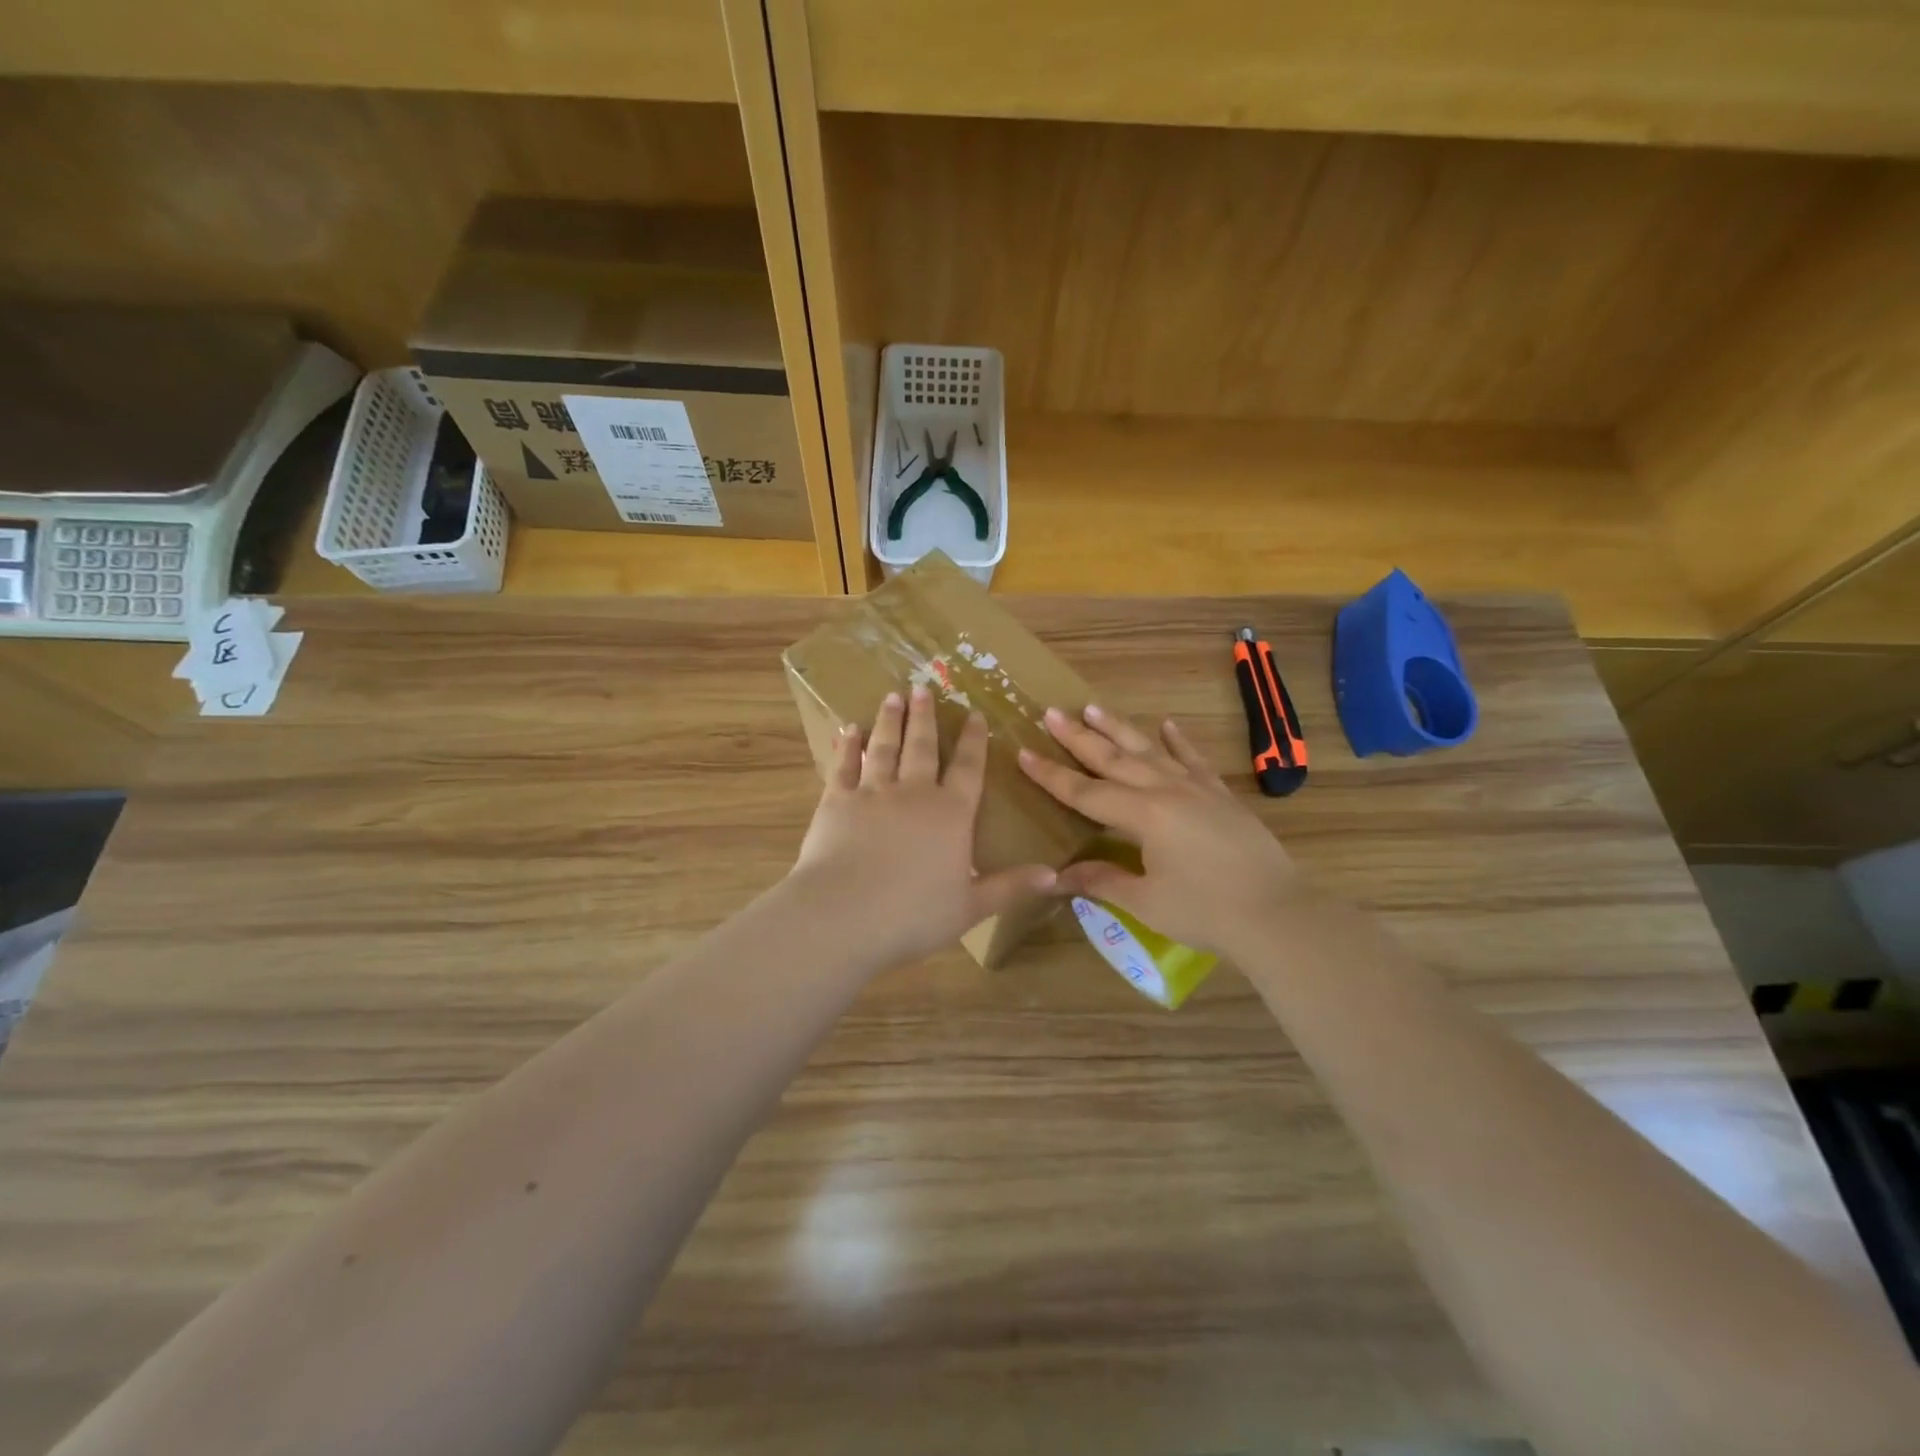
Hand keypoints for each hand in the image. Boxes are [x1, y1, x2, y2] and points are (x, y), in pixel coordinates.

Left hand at [791, 686, 1057, 967]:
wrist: (844, 914)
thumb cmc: (914, 914)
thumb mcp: (972, 906)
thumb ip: (1011, 886)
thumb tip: (1055, 876)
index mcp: (951, 814)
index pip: (969, 769)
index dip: (974, 741)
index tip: (975, 715)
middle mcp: (914, 793)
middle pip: (924, 747)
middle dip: (926, 717)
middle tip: (923, 688)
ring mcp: (872, 792)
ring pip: (885, 747)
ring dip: (891, 721)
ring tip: (894, 696)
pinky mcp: (835, 801)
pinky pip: (843, 765)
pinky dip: (847, 746)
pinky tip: (849, 729)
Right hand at [1016, 704, 1302, 955]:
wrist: (1277, 913)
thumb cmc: (1206, 911)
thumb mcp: (1146, 901)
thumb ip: (1102, 881)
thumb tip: (1059, 875)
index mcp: (1143, 814)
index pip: (1085, 792)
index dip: (1051, 775)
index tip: (1024, 752)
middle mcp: (1166, 790)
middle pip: (1113, 758)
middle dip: (1078, 737)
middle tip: (1051, 713)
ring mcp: (1196, 788)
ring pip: (1149, 750)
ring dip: (1119, 728)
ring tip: (1093, 707)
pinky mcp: (1220, 795)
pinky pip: (1193, 760)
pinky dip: (1178, 741)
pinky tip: (1167, 725)